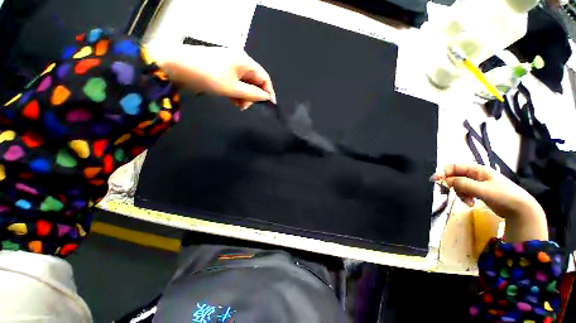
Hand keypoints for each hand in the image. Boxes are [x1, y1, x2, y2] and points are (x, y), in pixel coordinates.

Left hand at [147, 43, 275, 109]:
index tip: (268, 107)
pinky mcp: (215, 64)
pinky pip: (229, 77)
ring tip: (235, 104)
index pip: (264, 77)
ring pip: (239, 79)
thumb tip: (265, 97)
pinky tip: (226, 95)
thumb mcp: (230, 88)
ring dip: (240, 92)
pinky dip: (230, 87)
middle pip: (252, 77)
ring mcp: (225, 60)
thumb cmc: (206, 75)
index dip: (268, 92)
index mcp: (245, 60)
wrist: (177, 64)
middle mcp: (238, 58)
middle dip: (251, 93)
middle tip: (243, 107)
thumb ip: (250, 93)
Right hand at [432, 163, 548, 241]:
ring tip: (467, 203)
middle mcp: (478, 174)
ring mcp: (480, 184)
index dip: (446, 171)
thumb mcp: (483, 190)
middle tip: (452, 195)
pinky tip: (471, 204)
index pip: (458, 166)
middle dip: (453, 185)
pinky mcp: (482, 193)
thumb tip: (447, 179)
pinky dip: (466, 198)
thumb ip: (465, 184)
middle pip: (459, 176)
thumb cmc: (501, 194)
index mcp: (478, 169)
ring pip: (463, 185)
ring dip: (461, 194)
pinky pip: (469, 193)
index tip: (436, 181)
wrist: (516, 206)